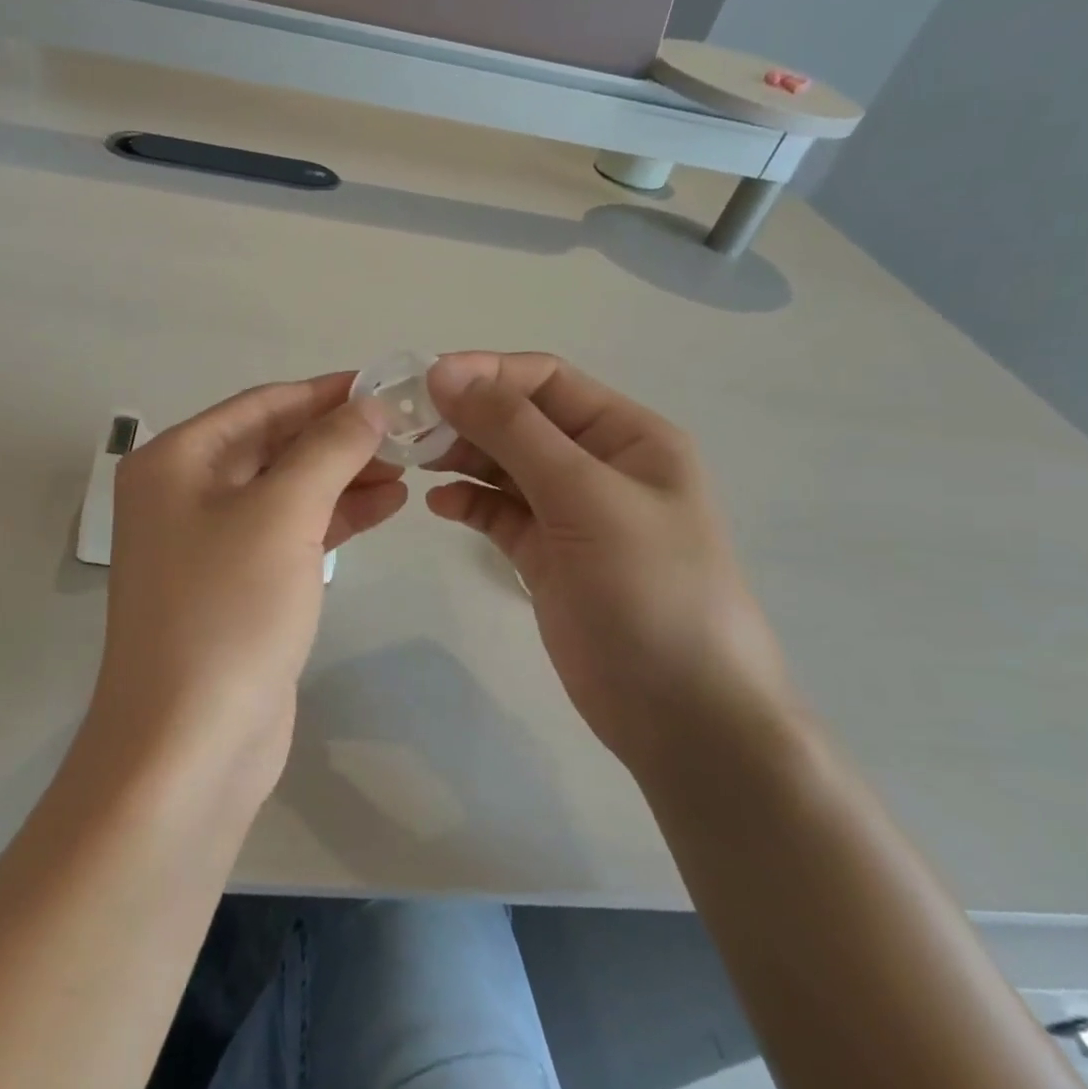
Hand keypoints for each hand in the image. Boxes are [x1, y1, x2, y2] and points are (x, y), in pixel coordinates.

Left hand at [89, 373, 406, 798]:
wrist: (190, 744)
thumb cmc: (228, 612)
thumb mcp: (282, 515)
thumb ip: (327, 450)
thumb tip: (366, 406)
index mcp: (175, 461)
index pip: (262, 406)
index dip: (325, 392)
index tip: (387, 385)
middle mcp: (183, 493)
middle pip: (272, 446)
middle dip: (338, 438)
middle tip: (408, 433)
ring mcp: (208, 543)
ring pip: (285, 491)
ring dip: (342, 477)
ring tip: (408, 468)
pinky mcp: (236, 586)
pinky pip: (288, 533)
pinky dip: (332, 518)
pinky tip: (384, 507)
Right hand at [423, 352, 796, 779]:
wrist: (683, 717)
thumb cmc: (650, 592)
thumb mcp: (585, 497)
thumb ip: (514, 431)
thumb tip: (445, 371)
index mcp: (627, 436)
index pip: (545, 380)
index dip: (484, 373)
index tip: (421, 382)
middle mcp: (599, 465)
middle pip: (519, 420)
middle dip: (465, 416)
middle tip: (404, 427)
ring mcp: (571, 513)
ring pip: (504, 465)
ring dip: (460, 456)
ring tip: (413, 461)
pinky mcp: (547, 556)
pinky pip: (499, 513)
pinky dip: (468, 502)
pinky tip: (439, 505)